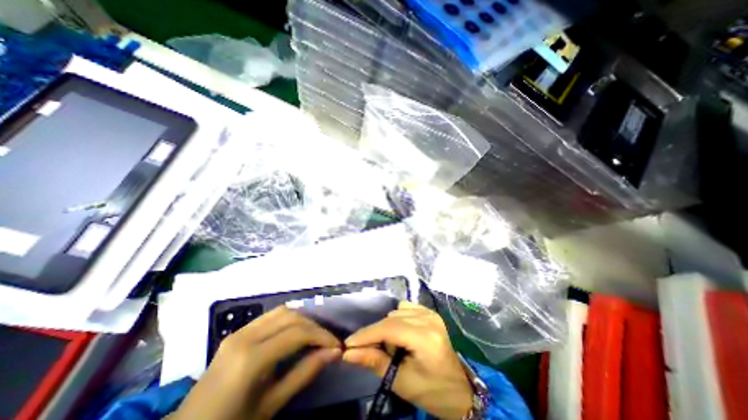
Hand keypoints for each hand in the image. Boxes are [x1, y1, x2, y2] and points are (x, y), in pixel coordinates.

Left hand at [171, 305, 341, 418]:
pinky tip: (294, 332)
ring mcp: (239, 331)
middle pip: (291, 316)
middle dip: (314, 326)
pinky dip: (288, 319)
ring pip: (282, 310)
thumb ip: (304, 374)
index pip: (297, 333)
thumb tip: (333, 353)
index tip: (336, 346)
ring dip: (302, 319)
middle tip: (327, 341)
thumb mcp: (271, 405)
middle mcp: (245, 336)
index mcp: (251, 359)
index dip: (322, 336)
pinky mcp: (237, 331)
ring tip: (314, 335)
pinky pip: (270, 316)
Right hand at [344, 302, 471, 419]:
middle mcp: (429, 319)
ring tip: (393, 347)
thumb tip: (348, 353)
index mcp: (426, 338)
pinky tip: (401, 334)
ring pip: (396, 312)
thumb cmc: (432, 391)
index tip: (348, 344)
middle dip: (376, 334)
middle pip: (391, 319)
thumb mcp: (401, 382)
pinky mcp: (430, 312)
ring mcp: (430, 313)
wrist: (459, 390)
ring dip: (387, 328)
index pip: (389, 329)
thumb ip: (374, 362)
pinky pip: (405, 308)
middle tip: (369, 351)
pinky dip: (397, 319)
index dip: (366, 334)